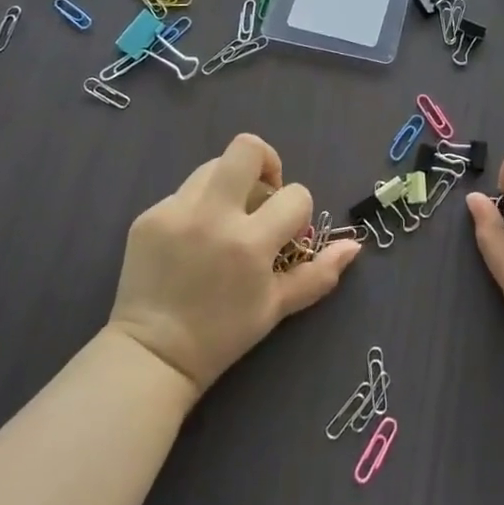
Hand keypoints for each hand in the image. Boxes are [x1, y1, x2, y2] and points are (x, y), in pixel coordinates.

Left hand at [108, 132, 360, 396]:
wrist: (152, 356)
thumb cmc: (222, 335)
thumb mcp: (277, 307)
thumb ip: (319, 273)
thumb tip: (354, 244)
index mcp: (249, 242)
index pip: (294, 194)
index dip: (299, 210)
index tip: (287, 233)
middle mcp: (212, 216)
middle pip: (247, 148)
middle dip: (266, 162)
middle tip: (263, 195)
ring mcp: (175, 212)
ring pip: (214, 166)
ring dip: (230, 184)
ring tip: (227, 219)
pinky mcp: (149, 215)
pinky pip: (184, 192)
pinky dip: (198, 206)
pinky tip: (193, 240)